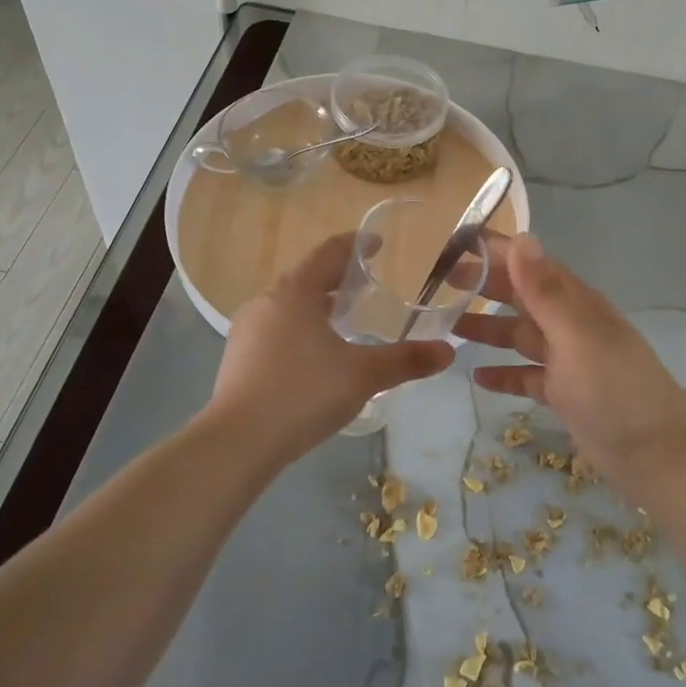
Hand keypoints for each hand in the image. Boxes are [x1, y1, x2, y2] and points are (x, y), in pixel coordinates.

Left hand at [206, 234, 454, 463]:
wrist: (237, 442)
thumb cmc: (303, 393)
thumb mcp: (362, 376)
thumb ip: (405, 360)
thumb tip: (448, 352)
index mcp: (295, 291)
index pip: (328, 252)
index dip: (355, 245)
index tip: (377, 245)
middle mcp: (266, 300)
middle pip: (307, 277)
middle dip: (337, 278)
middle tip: (367, 286)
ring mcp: (247, 329)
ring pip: (289, 305)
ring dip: (317, 305)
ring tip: (344, 320)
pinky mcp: (238, 357)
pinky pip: (276, 329)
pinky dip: (300, 328)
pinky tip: (315, 355)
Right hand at [453, 233, 685, 499]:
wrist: (658, 458)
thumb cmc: (615, 391)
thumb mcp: (576, 337)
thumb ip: (545, 292)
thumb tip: (522, 237)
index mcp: (576, 303)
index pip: (530, 264)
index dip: (496, 252)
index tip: (453, 245)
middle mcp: (570, 324)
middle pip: (521, 296)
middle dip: (484, 286)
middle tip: (438, 285)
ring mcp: (567, 360)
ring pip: (519, 335)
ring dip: (487, 328)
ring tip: (447, 326)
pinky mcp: (564, 393)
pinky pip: (525, 375)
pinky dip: (503, 373)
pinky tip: (476, 376)